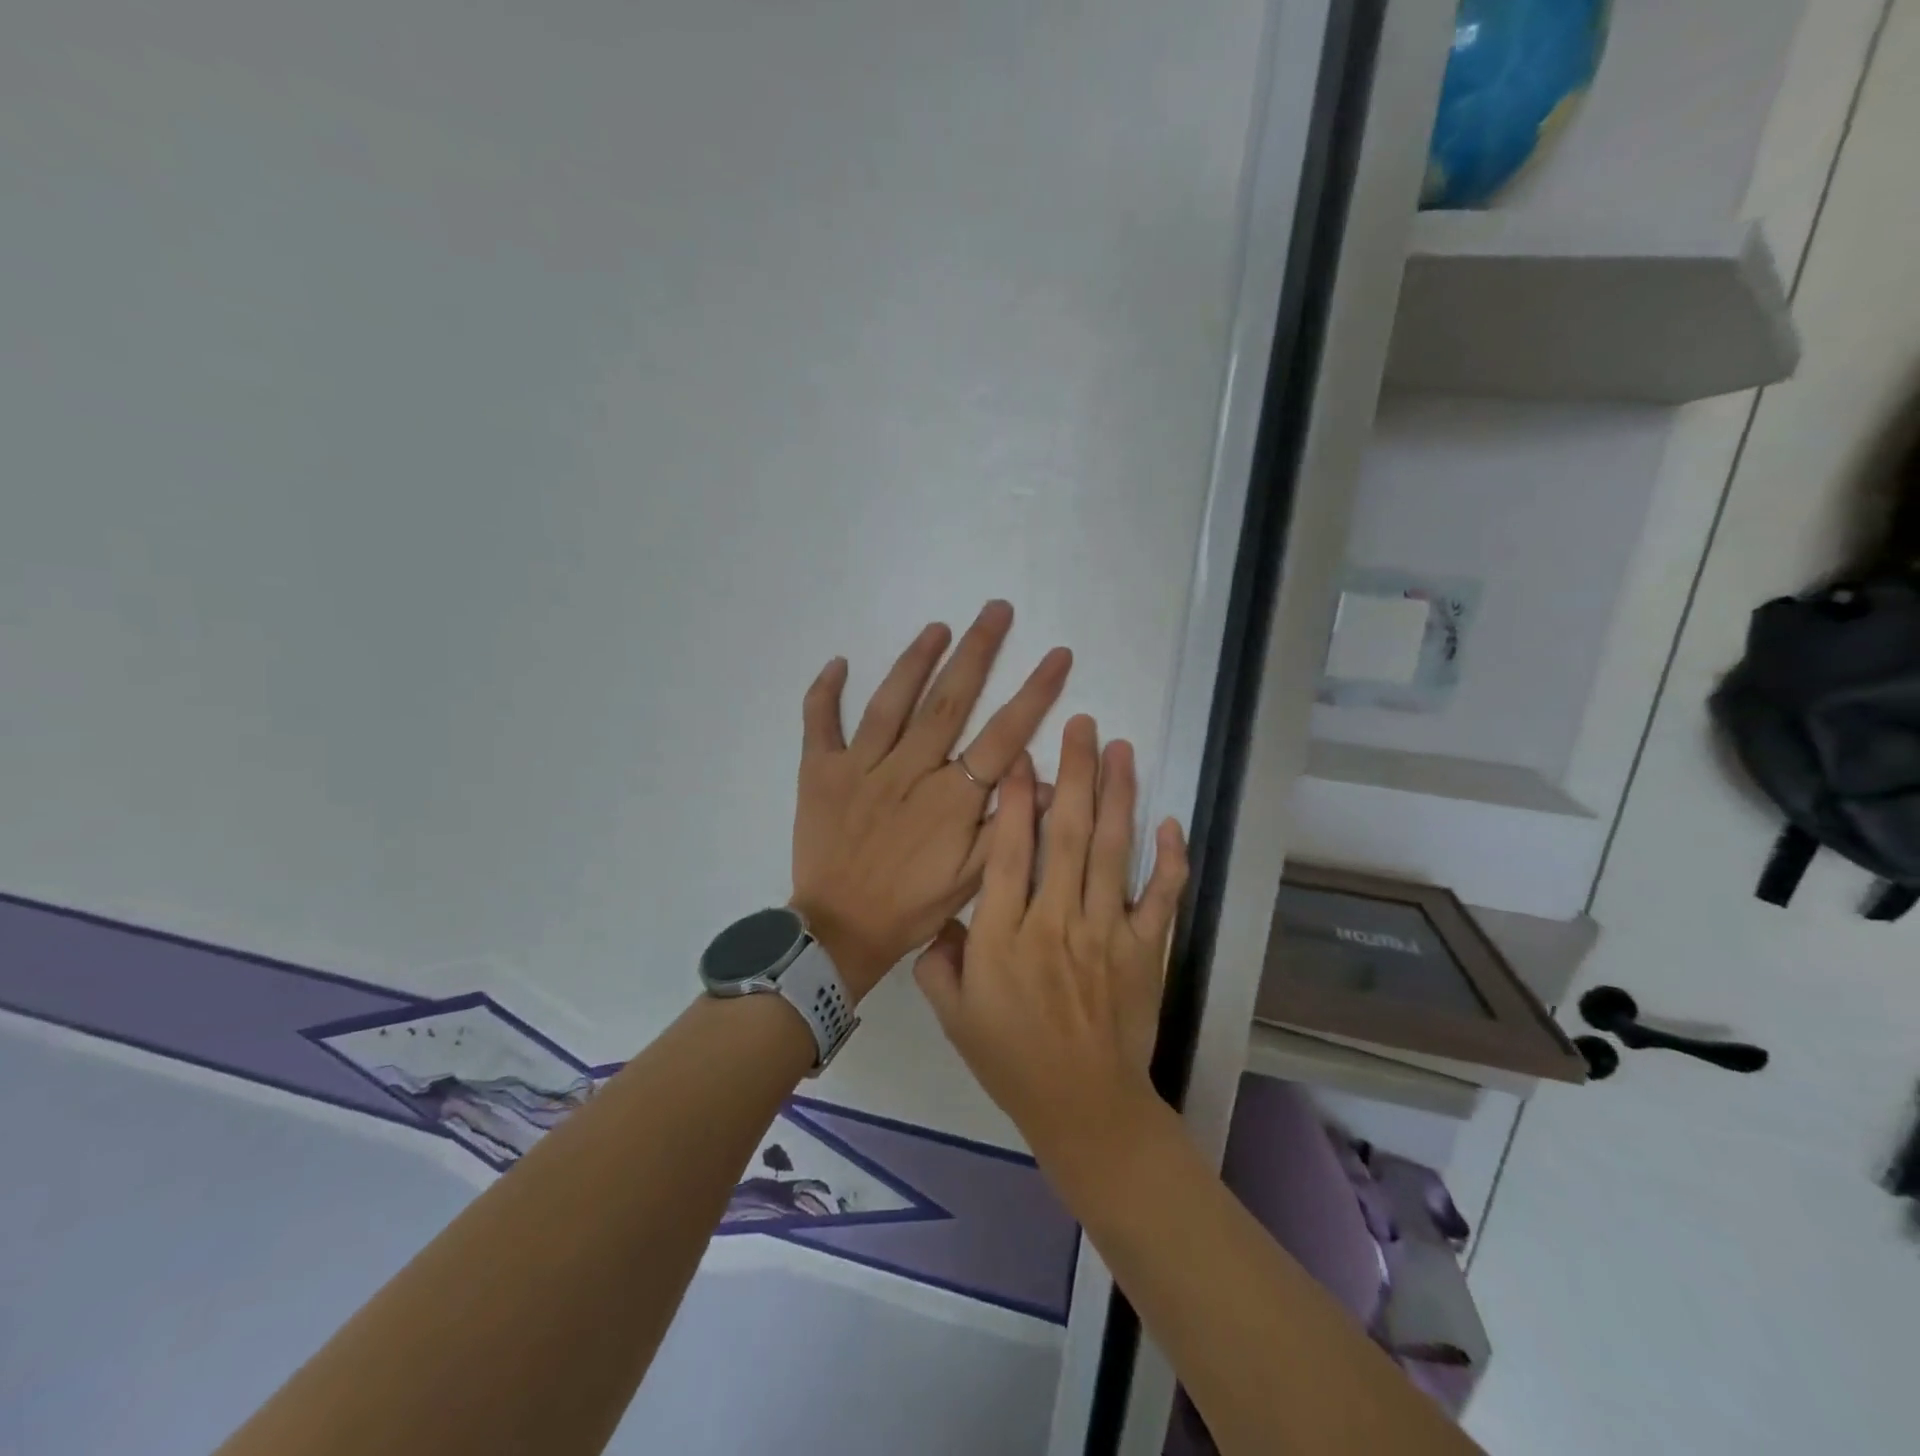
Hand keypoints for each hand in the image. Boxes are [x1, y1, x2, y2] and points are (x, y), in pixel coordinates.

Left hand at [791, 601, 1071, 1001]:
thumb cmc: (911, 906)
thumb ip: (1008, 827)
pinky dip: (825, 692)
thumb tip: (1048, 781)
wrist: (840, 930)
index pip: (1002, 735)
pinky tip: (838, 662)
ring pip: (891, 702)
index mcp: (950, 798)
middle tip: (997, 610)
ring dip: (916, 660)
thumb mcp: (972, 879)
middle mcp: (909, 770)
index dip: (1034, 693)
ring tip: (939, 627)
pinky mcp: (821, 772)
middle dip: (978, 652)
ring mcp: (861, 767)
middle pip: (949, 701)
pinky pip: (820, 724)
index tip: (1057, 655)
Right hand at [912, 714, 1187, 1165]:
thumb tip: (942, 912)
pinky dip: (1171, 859)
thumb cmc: (1011, 1060)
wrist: (1084, 1108)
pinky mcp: (1147, 950)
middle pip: (1066, 835)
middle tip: (1082, 725)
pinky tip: (1170, 820)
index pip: (1008, 853)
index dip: (1014, 799)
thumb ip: (939, 958)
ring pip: (1114, 852)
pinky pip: (1162, 897)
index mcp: (1004, 937)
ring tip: (1121, 749)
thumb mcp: (953, 1014)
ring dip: (1118, 795)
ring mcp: (1108, 934)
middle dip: (1074, 774)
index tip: (1022, 755)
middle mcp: (1056, 924)